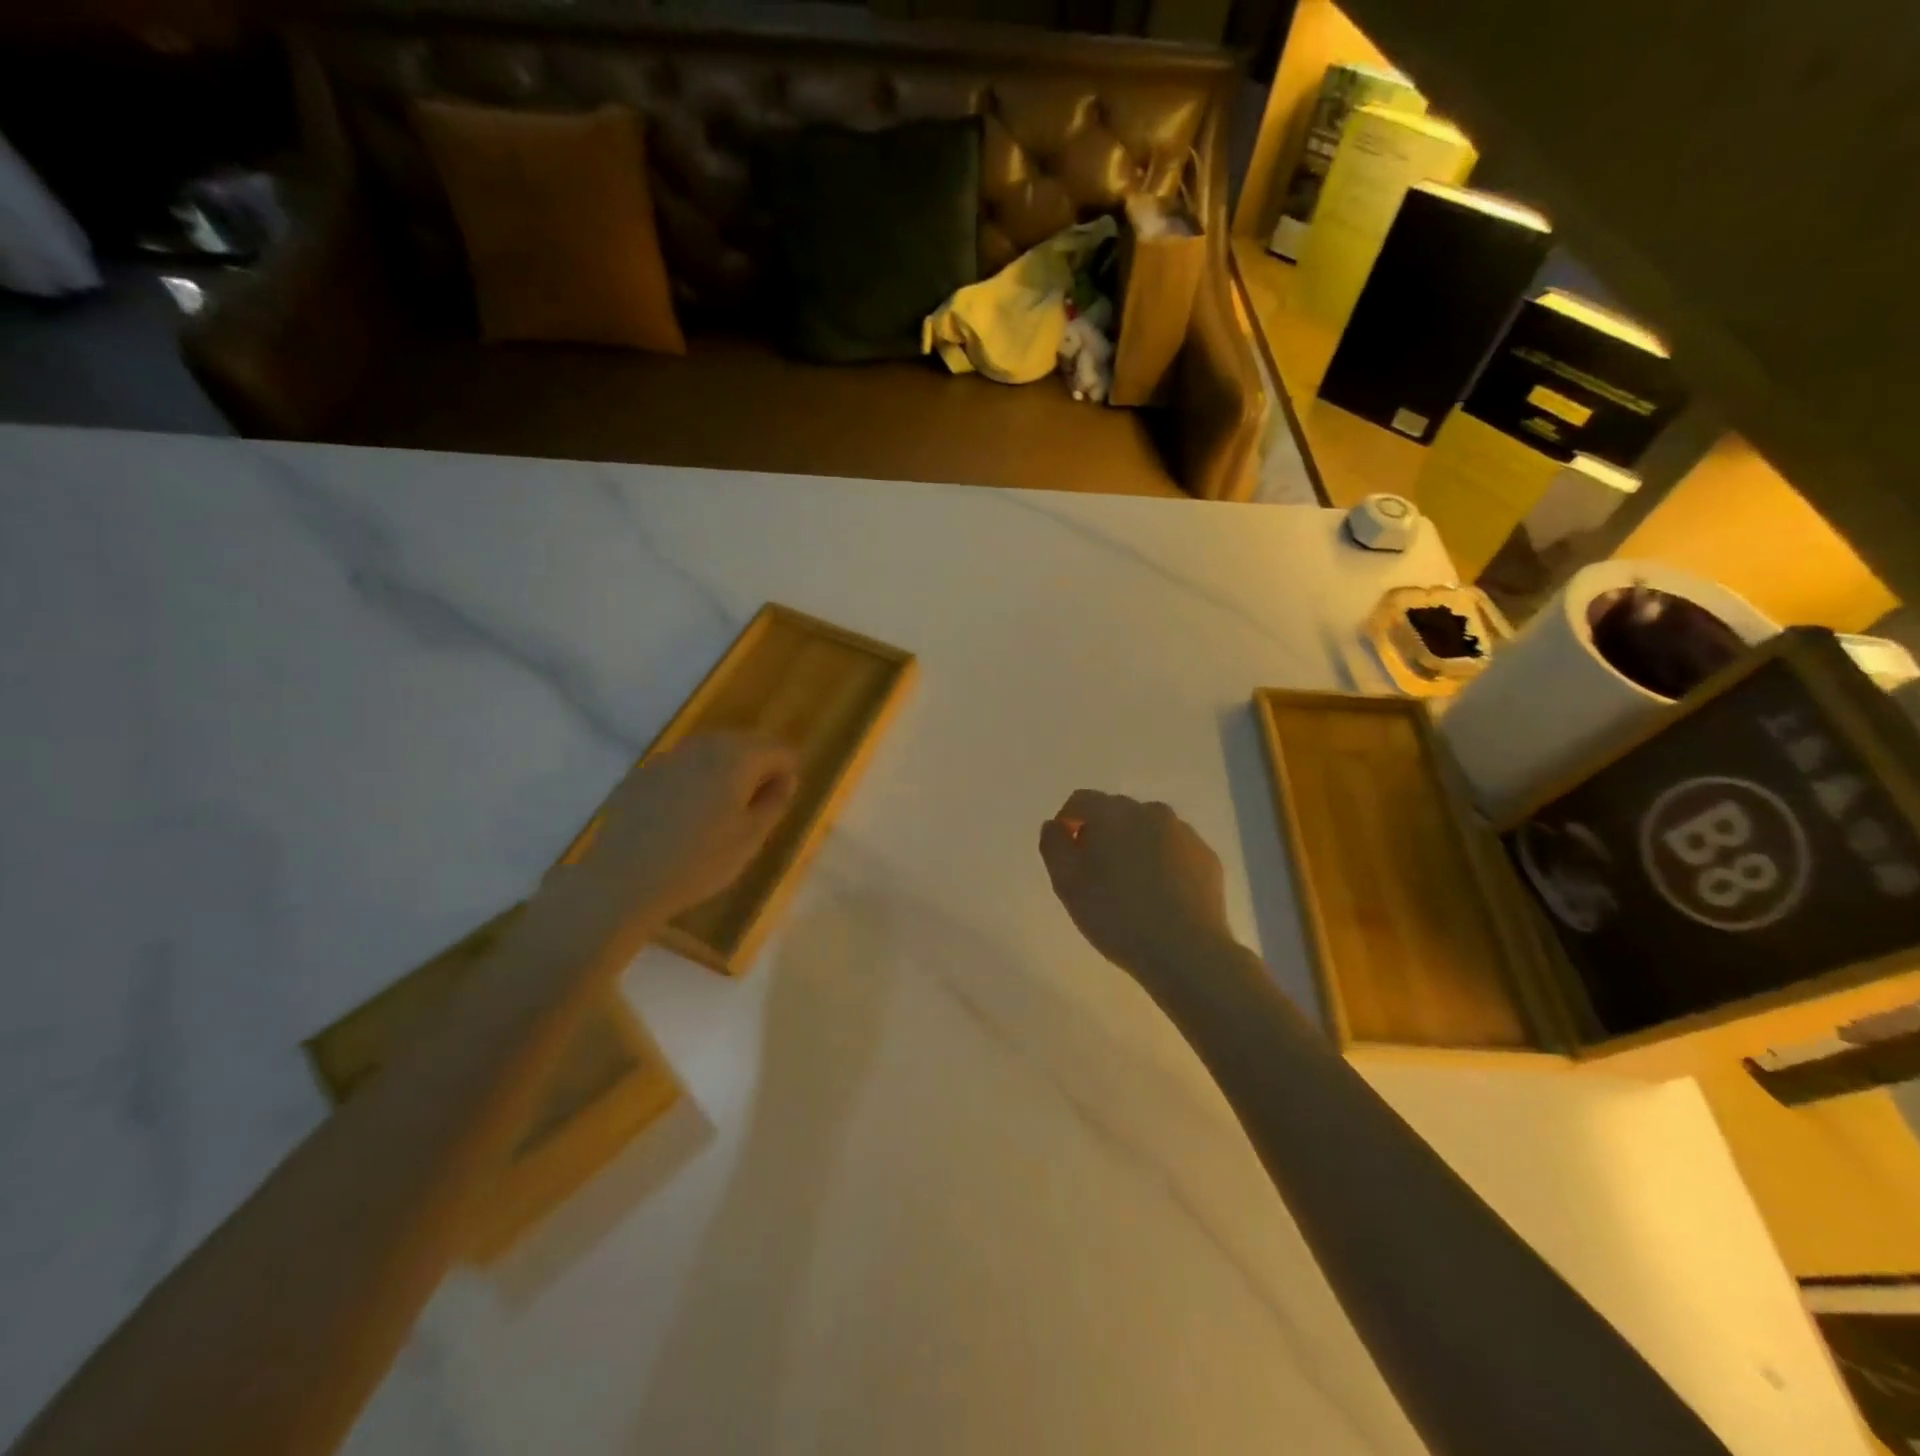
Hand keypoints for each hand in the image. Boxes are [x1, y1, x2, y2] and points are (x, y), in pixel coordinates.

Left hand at [554, 731, 798, 922]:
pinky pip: (681, 767)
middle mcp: (704, 746)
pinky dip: (692, 780)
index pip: (779, 750)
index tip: (780, 802)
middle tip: (755, 806)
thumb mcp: (751, 838)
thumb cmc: (699, 862)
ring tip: (721, 810)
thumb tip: (785, 778)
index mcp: (738, 758)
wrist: (622, 880)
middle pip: (745, 743)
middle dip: (756, 767)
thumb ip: (775, 801)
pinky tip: (683, 815)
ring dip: (724, 772)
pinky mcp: (642, 773)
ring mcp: (669, 757)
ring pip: (710, 752)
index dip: (787, 773)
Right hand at [1038, 790, 1233, 985]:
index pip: (1081, 801)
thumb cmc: (1115, 915)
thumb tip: (1055, 825)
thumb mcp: (1066, 883)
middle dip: (1102, 834)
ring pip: (1148, 830)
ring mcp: (1183, 833)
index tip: (1067, 854)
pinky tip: (1160, 895)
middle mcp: (1150, 811)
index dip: (1068, 822)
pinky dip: (1163, 862)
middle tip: (1097, 874)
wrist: (1184, 950)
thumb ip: (1053, 845)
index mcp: (1112, 813)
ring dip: (1134, 846)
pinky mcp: (1207, 857)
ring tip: (1131, 886)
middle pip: (1116, 813)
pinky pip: (1174, 850)